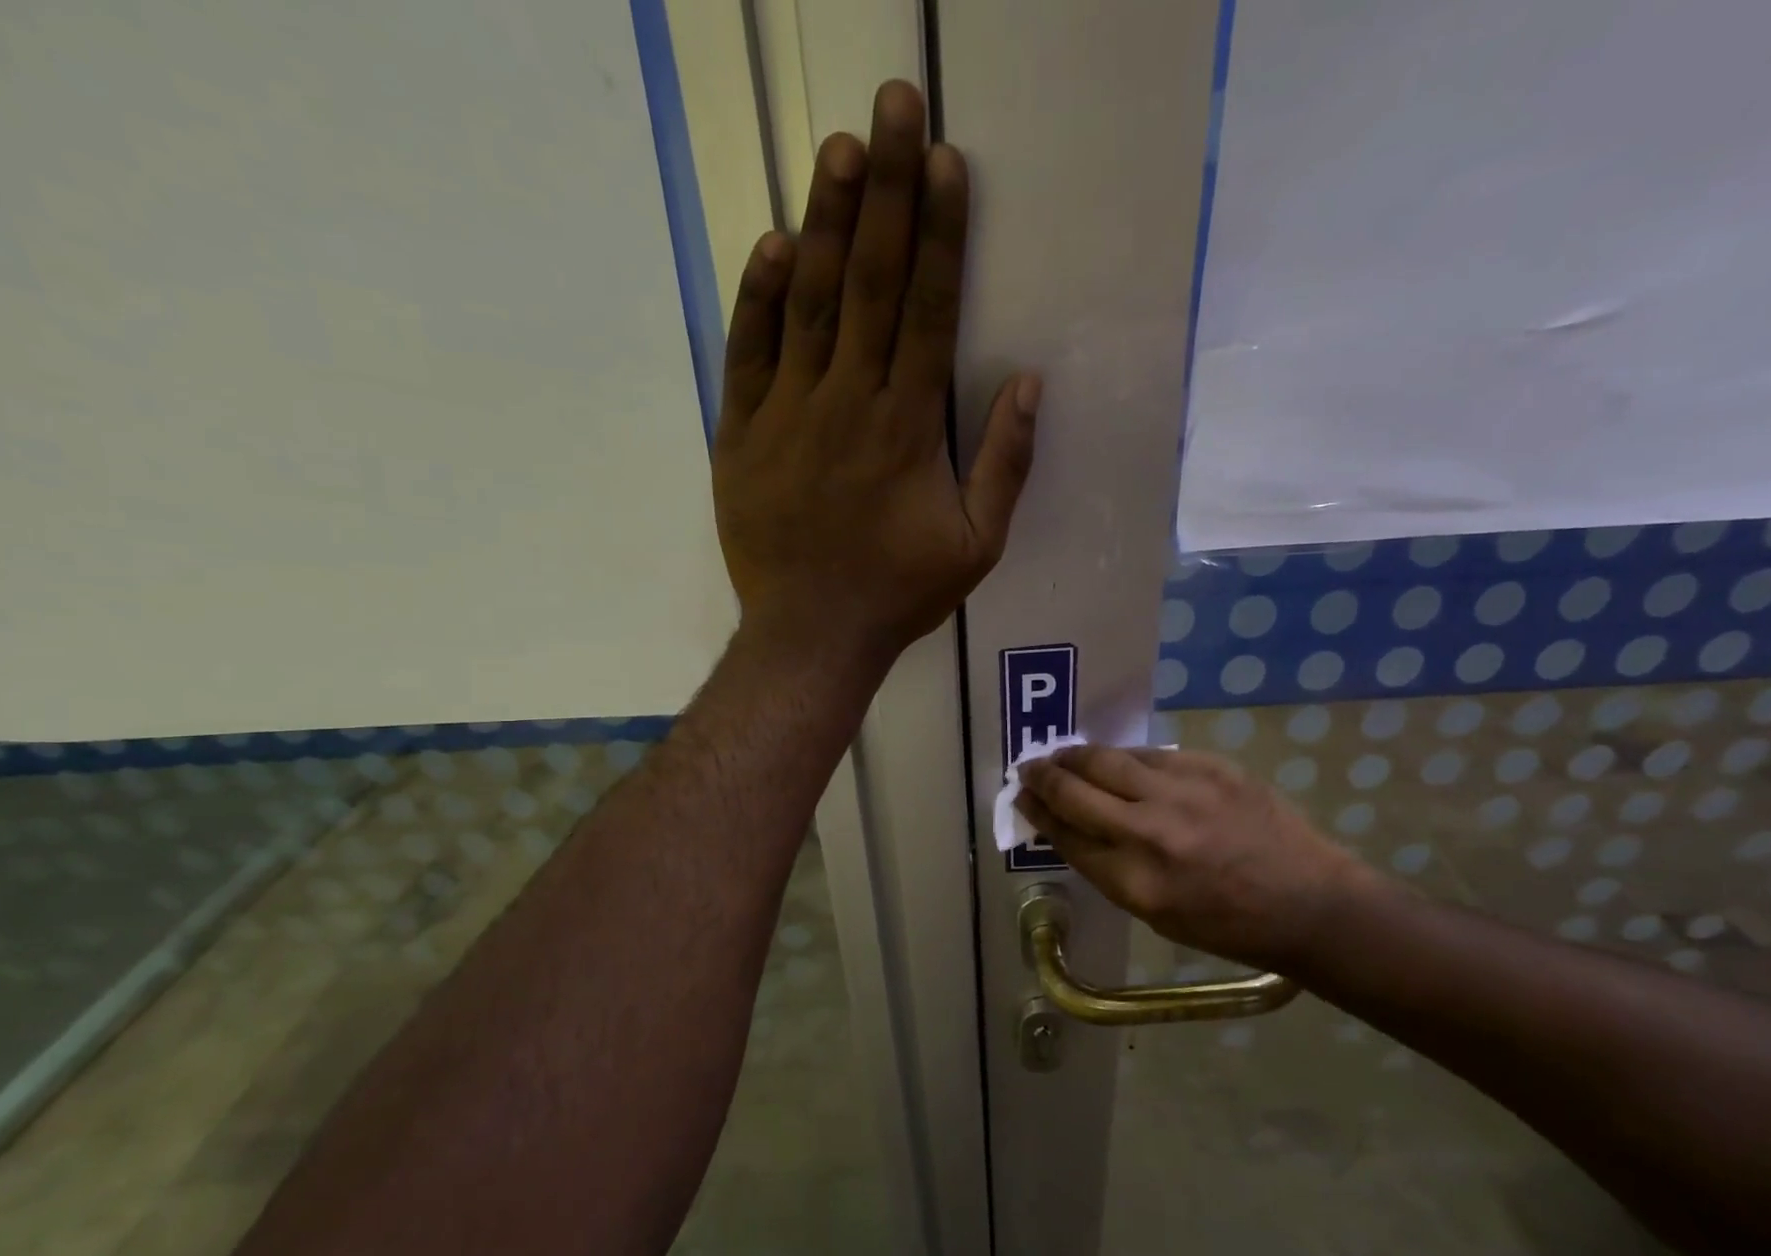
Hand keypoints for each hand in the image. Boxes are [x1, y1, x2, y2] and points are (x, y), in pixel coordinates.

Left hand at [711, 80, 1041, 669]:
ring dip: (824, 221)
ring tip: (840, 149)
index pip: (927, 308)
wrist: (812, 634)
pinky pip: (748, 353)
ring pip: (807, 302)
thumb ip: (1005, 465)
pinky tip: (772, 246)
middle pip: (868, 281)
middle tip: (894, 106)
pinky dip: (759, 298)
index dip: (939, 232)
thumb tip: (1029, 383)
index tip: (946, 162)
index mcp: (907, 426)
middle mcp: (848, 402)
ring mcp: (787, 414)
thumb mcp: (976, 545)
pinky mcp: (741, 434)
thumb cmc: (899, 594)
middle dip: (886, 190)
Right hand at [1018, 746, 1372, 970]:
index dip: (1038, 812)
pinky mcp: (1211, 768)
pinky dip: (1126, 758)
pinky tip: (1119, 761)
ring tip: (1062, 755)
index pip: (1066, 834)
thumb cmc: (1227, 925)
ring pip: (1108, 760)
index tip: (1023, 798)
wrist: (1309, 902)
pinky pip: (1151, 754)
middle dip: (1044, 777)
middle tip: (1029, 768)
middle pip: (1076, 791)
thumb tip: (1071, 827)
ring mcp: (1183, 793)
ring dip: (1076, 756)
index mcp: (1134, 882)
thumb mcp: (1155, 913)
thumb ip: (1108, 868)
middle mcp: (1150, 832)